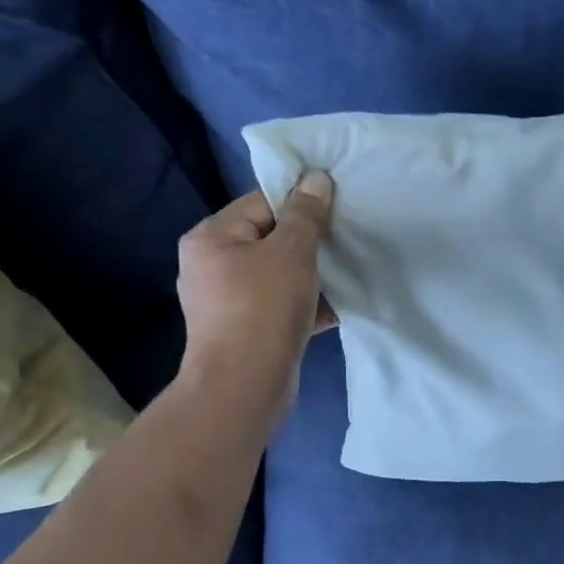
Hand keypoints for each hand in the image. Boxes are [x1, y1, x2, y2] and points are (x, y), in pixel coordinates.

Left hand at [174, 172, 335, 406]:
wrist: (245, 386)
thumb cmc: (263, 308)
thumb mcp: (290, 252)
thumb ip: (306, 214)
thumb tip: (316, 177)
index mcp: (211, 238)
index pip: (260, 203)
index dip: (300, 202)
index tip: (337, 206)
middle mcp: (212, 266)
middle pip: (270, 239)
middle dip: (310, 241)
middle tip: (348, 237)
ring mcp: (228, 302)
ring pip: (279, 275)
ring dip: (313, 274)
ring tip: (351, 269)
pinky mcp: (247, 331)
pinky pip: (282, 305)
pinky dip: (308, 304)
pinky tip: (342, 305)